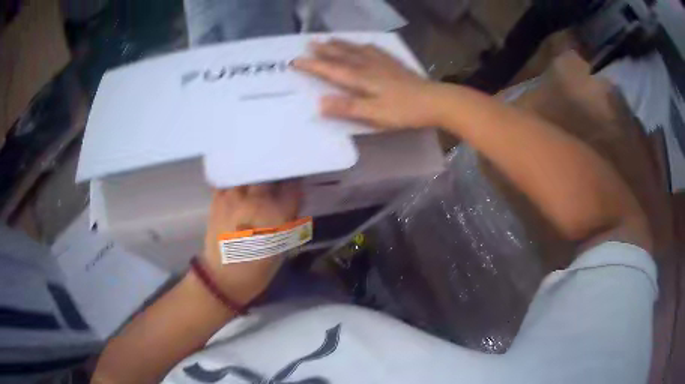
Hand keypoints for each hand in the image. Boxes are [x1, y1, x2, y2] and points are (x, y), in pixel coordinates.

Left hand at [202, 182, 301, 303]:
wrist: (223, 278)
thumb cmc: (258, 269)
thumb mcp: (283, 246)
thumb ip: (288, 219)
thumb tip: (289, 201)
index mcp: (276, 216)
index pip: (292, 187)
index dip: (294, 185)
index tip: (294, 185)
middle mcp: (255, 202)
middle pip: (268, 176)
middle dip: (274, 177)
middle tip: (275, 183)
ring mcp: (234, 198)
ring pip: (248, 174)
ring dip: (254, 177)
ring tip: (256, 183)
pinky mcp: (218, 199)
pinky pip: (229, 180)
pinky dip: (236, 180)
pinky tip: (239, 186)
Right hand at [293, 39, 440, 128]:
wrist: (435, 101)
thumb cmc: (404, 111)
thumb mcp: (374, 114)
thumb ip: (348, 107)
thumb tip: (319, 103)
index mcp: (361, 79)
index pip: (331, 70)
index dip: (312, 65)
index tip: (295, 60)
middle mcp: (369, 66)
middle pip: (343, 55)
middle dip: (324, 50)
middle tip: (310, 42)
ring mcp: (383, 63)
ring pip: (356, 50)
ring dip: (341, 45)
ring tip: (330, 39)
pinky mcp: (395, 65)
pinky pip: (375, 50)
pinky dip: (365, 46)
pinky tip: (365, 44)